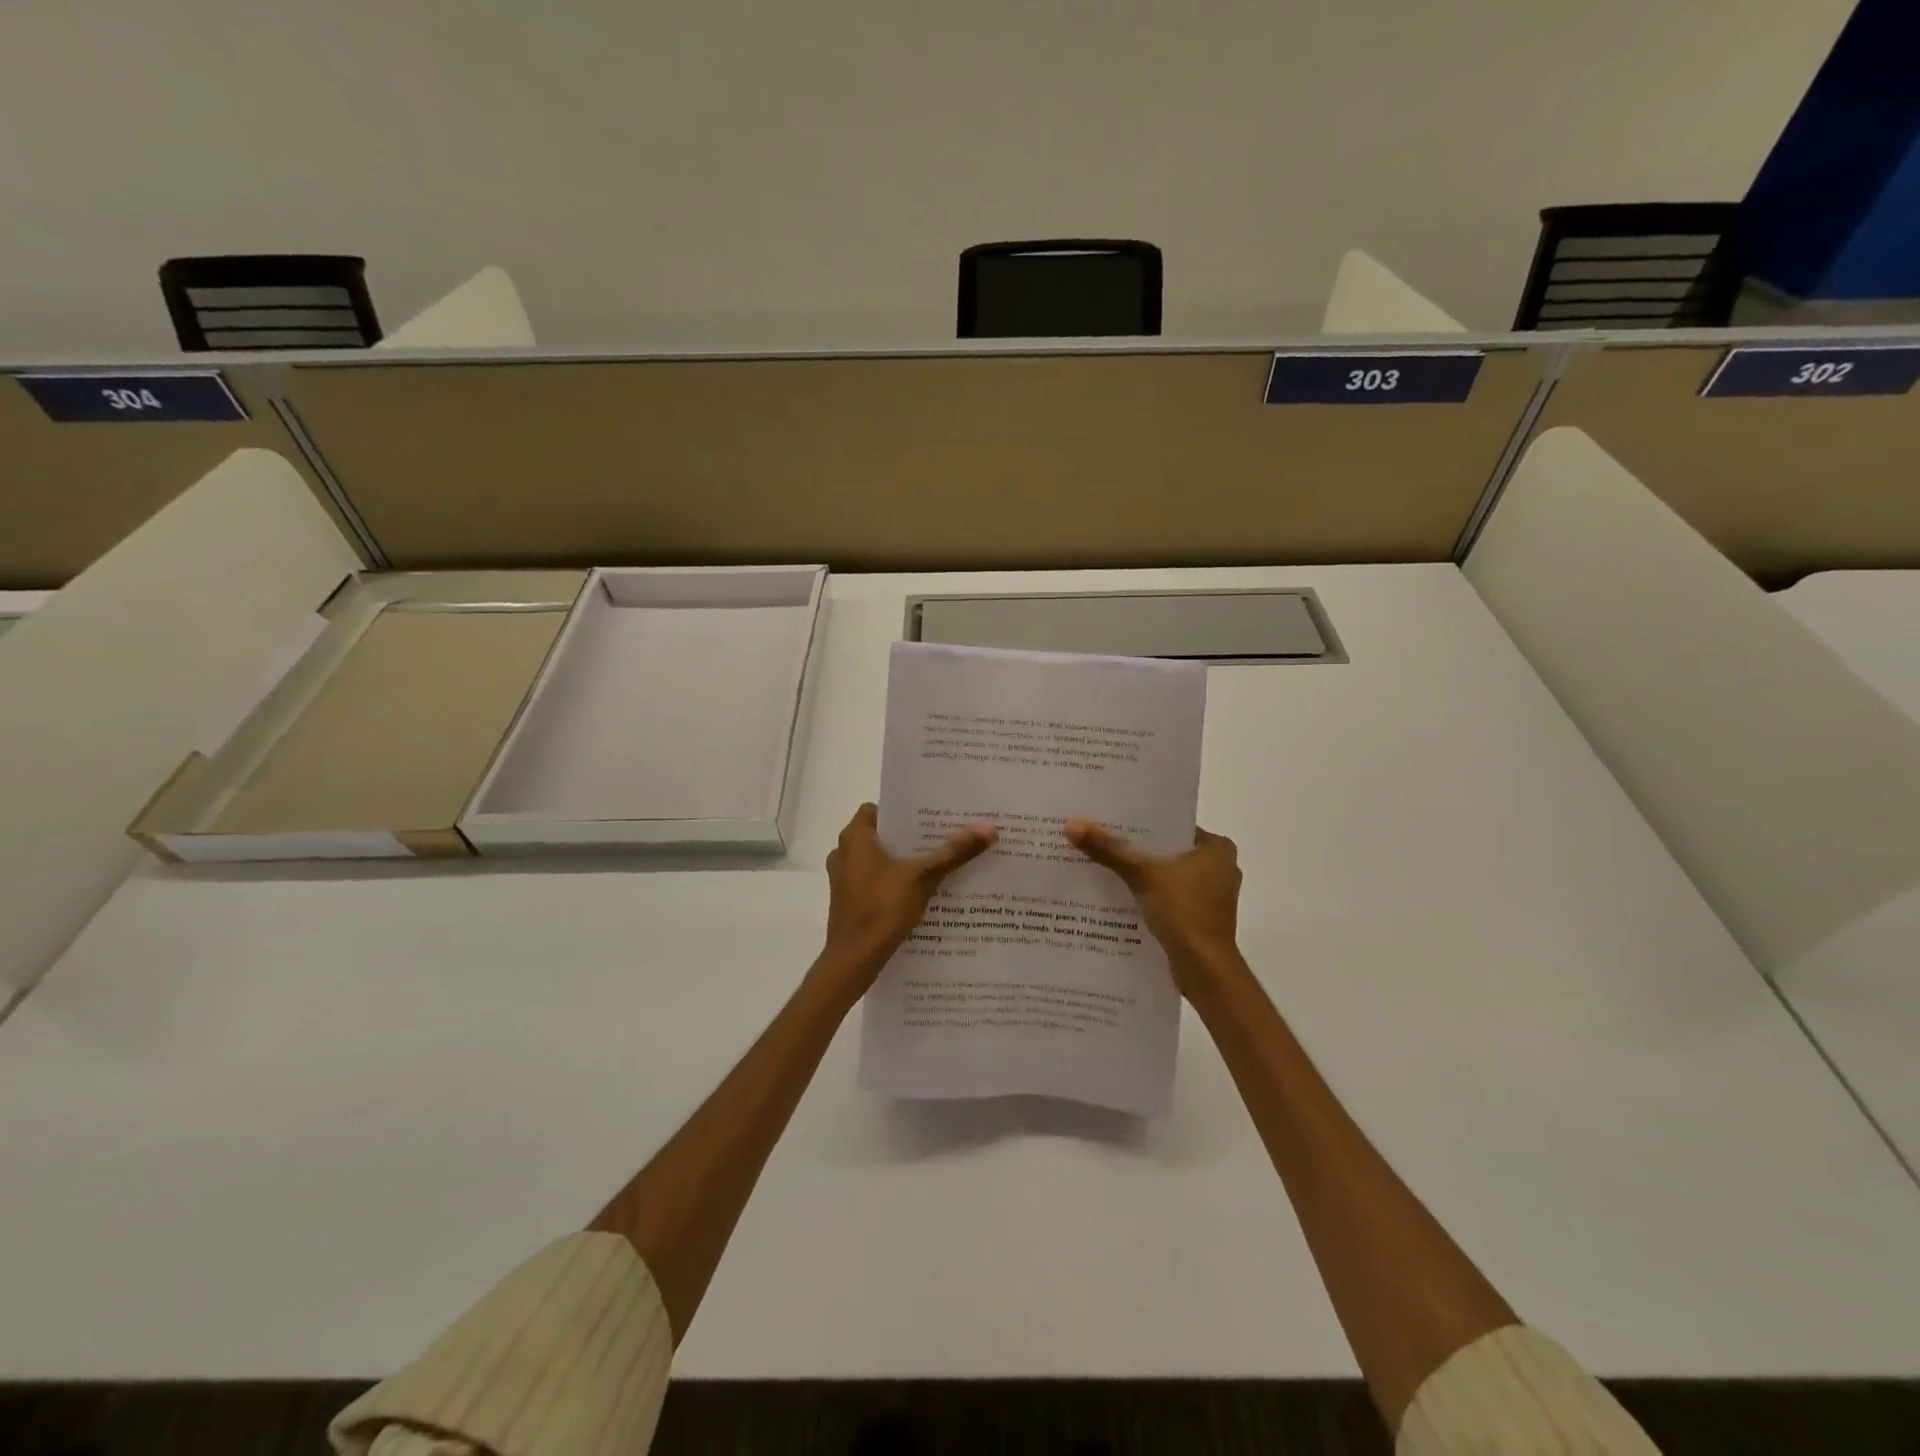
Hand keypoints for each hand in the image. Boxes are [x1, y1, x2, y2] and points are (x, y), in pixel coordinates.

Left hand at [819, 803, 996, 993]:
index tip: (930, 817)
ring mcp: (842, 879)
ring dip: (900, 862)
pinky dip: (891, 882)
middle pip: (880, 836)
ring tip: (934, 864)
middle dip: (908, 838)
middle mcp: (843, 852)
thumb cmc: (883, 907)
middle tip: (941, 838)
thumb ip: (954, 852)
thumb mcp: (924, 877)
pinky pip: (872, 882)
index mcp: (855, 837)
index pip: (878, 809)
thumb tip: (988, 828)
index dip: (903, 812)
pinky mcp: (847, 901)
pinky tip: (917, 892)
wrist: (854, 959)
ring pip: (876, 860)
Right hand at [1064, 820, 1242, 996]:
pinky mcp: (1200, 918)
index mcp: (1218, 849)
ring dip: (1142, 873)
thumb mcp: (1143, 875)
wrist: (1204, 969)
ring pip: (1168, 875)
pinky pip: (1170, 897)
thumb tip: (1072, 824)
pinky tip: (1120, 893)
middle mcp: (1221, 868)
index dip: (1143, 823)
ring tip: (1104, 863)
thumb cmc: (1184, 912)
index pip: (1174, 825)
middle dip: (1138, 848)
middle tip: (1102, 837)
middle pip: (1169, 850)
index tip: (1113, 819)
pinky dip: (1149, 895)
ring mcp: (1212, 896)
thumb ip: (1109, 850)